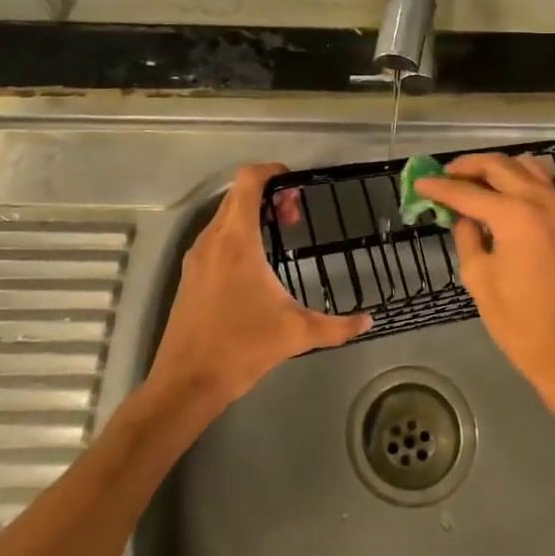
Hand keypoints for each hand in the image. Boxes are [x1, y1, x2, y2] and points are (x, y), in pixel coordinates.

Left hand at [147, 163, 369, 410]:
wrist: (186, 383)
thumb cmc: (241, 348)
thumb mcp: (296, 333)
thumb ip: (337, 326)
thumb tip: (368, 321)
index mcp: (236, 240)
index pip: (248, 181)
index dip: (272, 171)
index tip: (296, 184)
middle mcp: (212, 239)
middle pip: (237, 195)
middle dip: (267, 195)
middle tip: (296, 214)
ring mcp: (197, 257)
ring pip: (224, 216)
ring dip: (251, 215)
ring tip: (280, 235)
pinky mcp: (190, 275)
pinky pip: (215, 237)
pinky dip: (237, 233)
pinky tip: (257, 263)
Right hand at [414, 154, 554, 418]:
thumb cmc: (519, 320)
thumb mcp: (479, 278)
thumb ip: (467, 238)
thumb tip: (463, 217)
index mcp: (514, 215)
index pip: (468, 192)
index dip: (440, 187)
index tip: (419, 182)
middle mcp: (539, 201)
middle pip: (499, 166)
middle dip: (468, 166)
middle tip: (444, 174)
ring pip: (525, 166)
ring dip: (496, 167)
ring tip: (472, 179)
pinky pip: (542, 183)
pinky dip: (519, 177)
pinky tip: (502, 192)